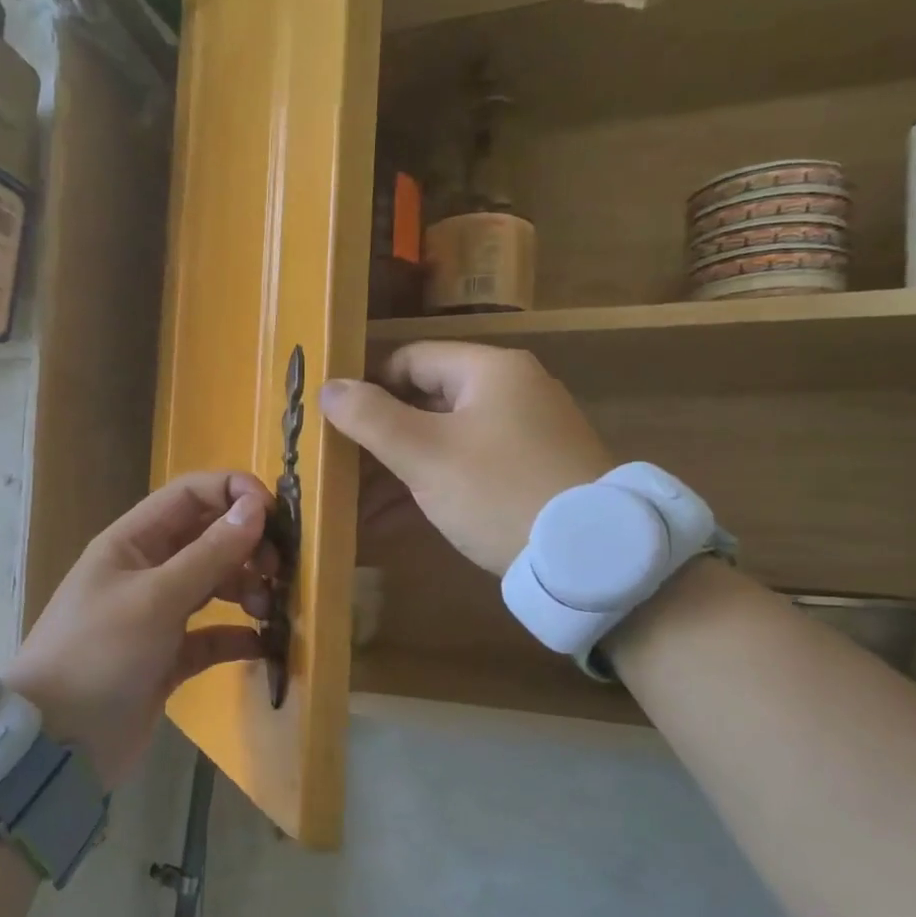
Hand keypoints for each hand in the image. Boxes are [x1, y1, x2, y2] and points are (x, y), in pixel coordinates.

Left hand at [3, 472, 276, 789]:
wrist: (58, 742)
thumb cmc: (100, 654)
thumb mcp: (156, 598)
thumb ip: (209, 553)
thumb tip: (256, 508)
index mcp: (132, 542)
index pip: (189, 495)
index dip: (232, 493)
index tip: (274, 514)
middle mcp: (146, 571)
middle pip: (207, 539)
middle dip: (246, 546)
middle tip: (278, 570)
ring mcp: (158, 615)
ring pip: (214, 585)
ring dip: (246, 589)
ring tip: (268, 609)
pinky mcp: (168, 658)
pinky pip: (212, 636)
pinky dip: (237, 636)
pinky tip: (260, 645)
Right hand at [319, 342, 614, 574]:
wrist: (589, 557)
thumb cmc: (498, 492)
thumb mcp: (426, 455)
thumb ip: (371, 418)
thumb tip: (327, 388)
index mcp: (490, 370)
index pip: (411, 359)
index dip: (367, 386)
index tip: (333, 421)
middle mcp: (511, 392)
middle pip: (426, 402)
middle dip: (378, 438)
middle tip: (338, 468)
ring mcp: (524, 435)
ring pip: (444, 440)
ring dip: (397, 471)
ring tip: (354, 505)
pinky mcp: (530, 474)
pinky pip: (466, 468)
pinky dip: (429, 488)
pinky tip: (389, 521)